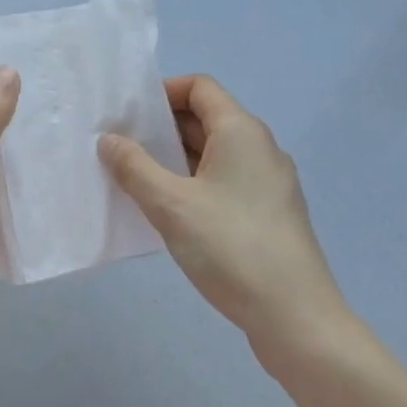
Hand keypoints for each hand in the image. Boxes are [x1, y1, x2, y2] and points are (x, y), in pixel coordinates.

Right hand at [101, 75, 348, 369]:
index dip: (163, 92)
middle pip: (207, 118)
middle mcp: (260, 147)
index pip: (200, 87)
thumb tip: (109, 140)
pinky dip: (195, 183)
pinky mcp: (270, 213)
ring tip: (136, 179)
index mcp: (241, 131)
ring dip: (176, 158)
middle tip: (122, 146)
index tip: (130, 116)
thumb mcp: (171, 205)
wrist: (296, 319)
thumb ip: (134, 167)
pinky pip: (226, 181)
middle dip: (163, 128)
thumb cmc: (232, 248)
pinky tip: (170, 212)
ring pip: (215, 153)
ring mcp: (269, 182)